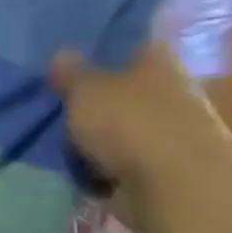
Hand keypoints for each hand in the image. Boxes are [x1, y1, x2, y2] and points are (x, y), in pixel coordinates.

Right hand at [50, 45, 217, 189]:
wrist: (177, 190)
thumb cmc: (130, 125)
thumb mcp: (85, 91)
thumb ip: (70, 72)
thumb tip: (62, 52)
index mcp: (157, 60)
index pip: (128, 43)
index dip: (98, 47)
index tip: (67, 54)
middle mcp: (170, 90)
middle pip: (123, 86)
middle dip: (92, 95)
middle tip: (54, 101)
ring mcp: (170, 131)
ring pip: (121, 123)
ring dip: (95, 133)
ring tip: (60, 141)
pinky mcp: (164, 167)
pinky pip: (122, 158)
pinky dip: (102, 164)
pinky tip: (77, 168)